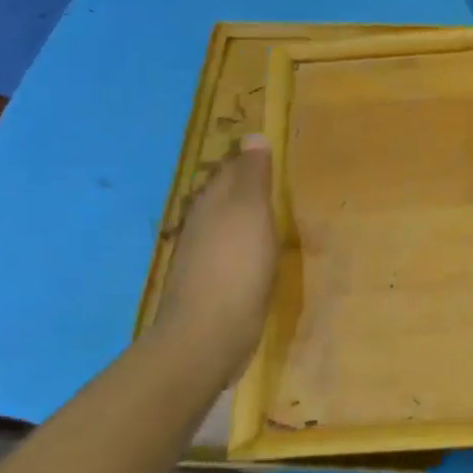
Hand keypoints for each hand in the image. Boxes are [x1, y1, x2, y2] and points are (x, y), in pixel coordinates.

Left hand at [147, 136, 277, 380]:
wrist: (207, 335)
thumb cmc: (235, 267)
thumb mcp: (250, 212)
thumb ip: (252, 176)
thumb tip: (252, 136)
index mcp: (211, 202)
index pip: (228, 169)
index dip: (247, 158)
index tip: (268, 150)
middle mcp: (201, 224)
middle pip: (221, 195)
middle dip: (241, 184)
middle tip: (272, 177)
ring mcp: (201, 256)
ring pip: (222, 223)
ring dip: (241, 215)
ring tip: (267, 211)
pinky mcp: (208, 284)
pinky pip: (227, 251)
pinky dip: (241, 244)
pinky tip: (255, 252)